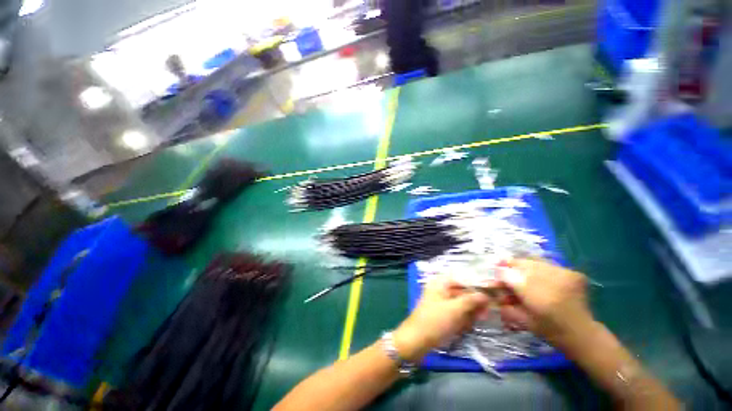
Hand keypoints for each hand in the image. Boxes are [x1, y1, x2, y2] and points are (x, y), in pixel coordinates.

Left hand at [393, 278, 489, 361]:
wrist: (416, 341)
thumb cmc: (434, 321)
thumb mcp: (454, 309)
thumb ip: (470, 300)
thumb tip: (486, 294)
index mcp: (440, 283)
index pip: (462, 278)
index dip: (477, 284)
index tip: (492, 292)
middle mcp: (441, 290)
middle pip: (463, 292)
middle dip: (474, 302)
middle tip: (485, 313)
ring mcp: (442, 303)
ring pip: (462, 304)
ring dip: (470, 312)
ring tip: (474, 321)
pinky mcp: (442, 315)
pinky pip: (457, 313)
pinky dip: (463, 319)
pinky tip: (464, 327)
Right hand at [498, 259, 596, 349]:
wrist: (583, 334)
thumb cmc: (549, 331)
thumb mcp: (522, 320)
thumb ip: (505, 303)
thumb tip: (491, 286)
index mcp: (536, 297)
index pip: (508, 275)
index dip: (500, 274)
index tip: (495, 275)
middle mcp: (551, 281)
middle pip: (521, 264)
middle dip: (510, 266)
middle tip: (504, 267)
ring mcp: (564, 275)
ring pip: (534, 261)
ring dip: (524, 266)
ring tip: (522, 273)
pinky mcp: (573, 273)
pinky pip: (548, 264)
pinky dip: (540, 268)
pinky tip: (539, 277)